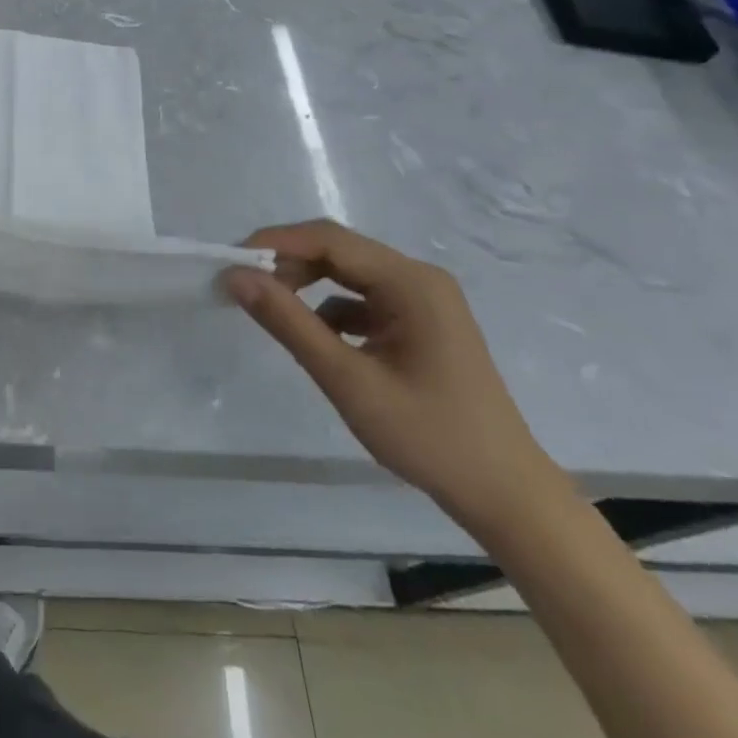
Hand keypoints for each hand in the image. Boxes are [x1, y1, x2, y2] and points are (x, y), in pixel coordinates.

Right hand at [223, 221, 563, 532]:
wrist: (506, 497)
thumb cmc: (430, 437)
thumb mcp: (348, 380)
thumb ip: (289, 323)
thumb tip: (236, 277)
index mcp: (410, 282)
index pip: (329, 240)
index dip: (275, 243)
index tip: (230, 261)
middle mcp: (418, 278)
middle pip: (338, 250)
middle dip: (287, 263)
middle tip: (243, 286)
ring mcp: (422, 300)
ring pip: (348, 273)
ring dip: (306, 284)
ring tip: (270, 309)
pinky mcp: (420, 323)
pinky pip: (363, 299)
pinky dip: (330, 309)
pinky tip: (315, 338)